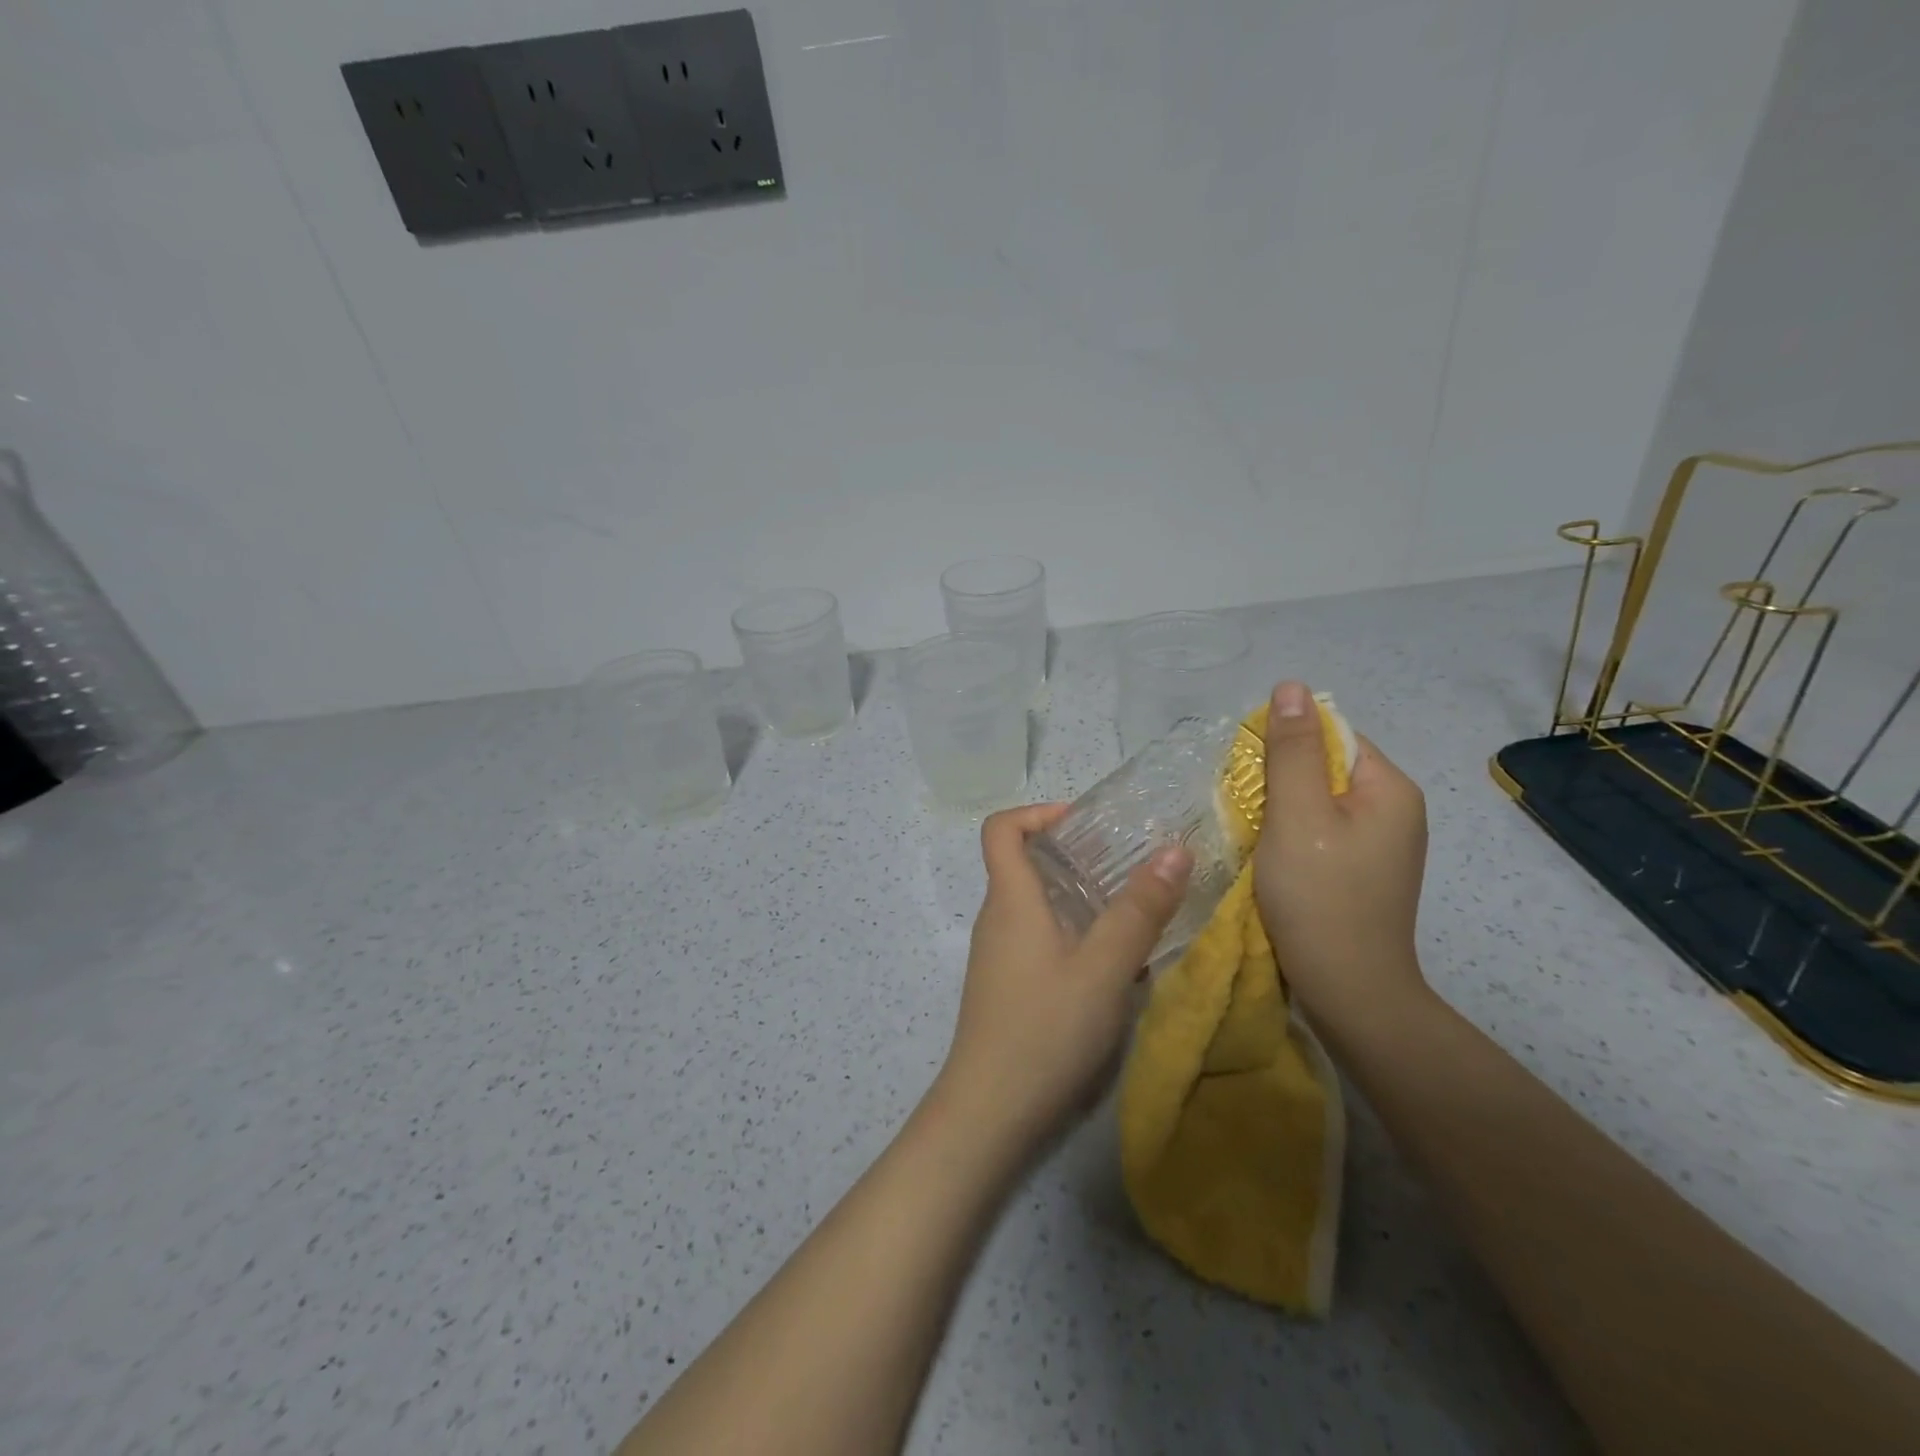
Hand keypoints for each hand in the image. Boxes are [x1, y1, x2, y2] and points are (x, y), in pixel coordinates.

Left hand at [932, 804, 1192, 1161]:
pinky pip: (1042, 940)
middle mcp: (998, 918)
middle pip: (1025, 864)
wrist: (990, 1113)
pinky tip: (1118, 968)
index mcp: (1011, 899)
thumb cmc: (1045, 1029)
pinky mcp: (1009, 987)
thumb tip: (1174, 850)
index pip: (1001, 828)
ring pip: (1039, 905)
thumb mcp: (1104, 968)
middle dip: (1076, 855)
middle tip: (1130, 866)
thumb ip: (1139, 911)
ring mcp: (1000, 955)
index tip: (1086, 825)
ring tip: (1135, 912)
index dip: (1039, 813)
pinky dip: (1077, 936)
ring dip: (1083, 899)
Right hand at [1252, 680, 1430, 1033]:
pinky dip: (1292, 838)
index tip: (1251, 779)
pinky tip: (1274, 861)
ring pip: (1319, 804)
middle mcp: (1395, 810)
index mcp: (1390, 788)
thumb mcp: (1297, 815)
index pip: (1333, 736)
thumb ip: (1292, 750)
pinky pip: (1322, 834)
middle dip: (1281, 783)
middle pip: (1326, 769)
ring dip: (1282, 812)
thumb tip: (1291, 686)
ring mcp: (1382, 845)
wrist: (1349, 991)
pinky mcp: (1363, 872)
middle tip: (1249, 813)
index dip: (1286, 748)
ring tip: (1257, 839)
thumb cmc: (1319, 896)